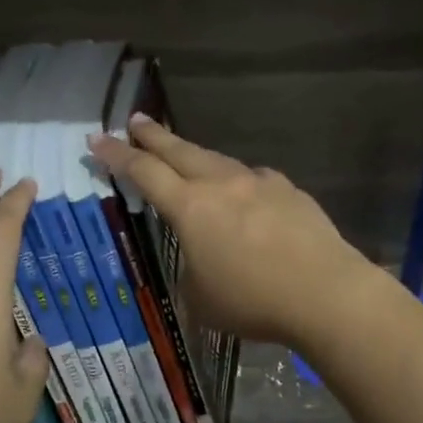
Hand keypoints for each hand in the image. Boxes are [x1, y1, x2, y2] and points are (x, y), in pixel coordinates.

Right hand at [88, 116, 383, 348]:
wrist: (325, 292)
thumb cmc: (254, 301)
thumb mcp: (202, 300)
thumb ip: (191, 274)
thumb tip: (200, 261)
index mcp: (190, 208)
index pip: (143, 172)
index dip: (116, 155)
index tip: (97, 138)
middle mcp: (221, 185)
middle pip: (179, 151)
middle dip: (152, 135)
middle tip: (135, 121)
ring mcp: (258, 182)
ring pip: (217, 160)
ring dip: (194, 155)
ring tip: (184, 154)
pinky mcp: (288, 190)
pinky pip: (253, 178)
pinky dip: (238, 181)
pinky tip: (244, 192)